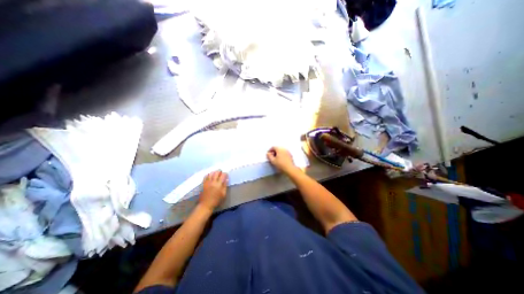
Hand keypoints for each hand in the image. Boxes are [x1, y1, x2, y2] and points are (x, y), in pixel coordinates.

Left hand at [198, 170, 227, 211]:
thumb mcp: (223, 194)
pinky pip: (206, 176)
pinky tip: (210, 176)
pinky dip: (208, 174)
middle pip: (216, 172)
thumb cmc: (216, 200)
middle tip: (221, 173)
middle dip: (220, 171)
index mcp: (219, 184)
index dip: (225, 174)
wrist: (206, 205)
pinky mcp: (203, 183)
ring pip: (211, 173)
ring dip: (214, 172)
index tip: (226, 175)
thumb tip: (226, 179)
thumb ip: (225, 186)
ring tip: (216, 174)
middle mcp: (213, 182)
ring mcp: (207, 182)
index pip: (223, 175)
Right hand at [268, 146, 296, 172]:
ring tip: (276, 159)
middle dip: (274, 152)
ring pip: (281, 151)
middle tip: (272, 157)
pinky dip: (282, 155)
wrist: (290, 169)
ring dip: (278, 153)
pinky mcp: (290, 155)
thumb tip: (268, 153)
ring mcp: (288, 152)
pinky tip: (281, 160)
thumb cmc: (280, 164)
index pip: (273, 147)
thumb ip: (269, 156)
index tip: (268, 155)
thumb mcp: (273, 161)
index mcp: (279, 149)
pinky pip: (284, 153)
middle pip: (277, 148)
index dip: (270, 150)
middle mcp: (284, 149)